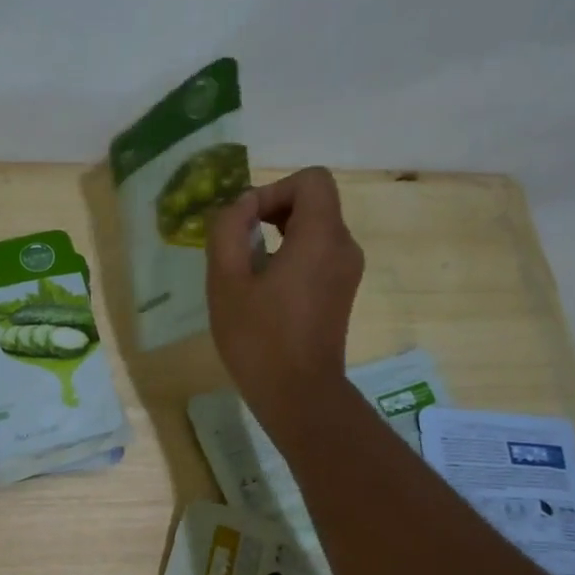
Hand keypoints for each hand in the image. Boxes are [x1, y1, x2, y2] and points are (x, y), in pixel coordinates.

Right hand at [205, 166, 363, 431]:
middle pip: (314, 202)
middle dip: (273, 213)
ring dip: (279, 238)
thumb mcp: (226, 281)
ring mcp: (347, 272)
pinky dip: (292, 258)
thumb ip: (229, 229)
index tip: (246, 224)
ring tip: (248, 273)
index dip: (273, 190)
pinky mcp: (342, 293)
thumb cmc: (258, 338)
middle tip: (239, 247)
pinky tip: (265, 293)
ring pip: (315, 230)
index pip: (310, 180)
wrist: (298, 395)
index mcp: (321, 236)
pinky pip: (318, 256)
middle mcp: (344, 246)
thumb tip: (241, 207)